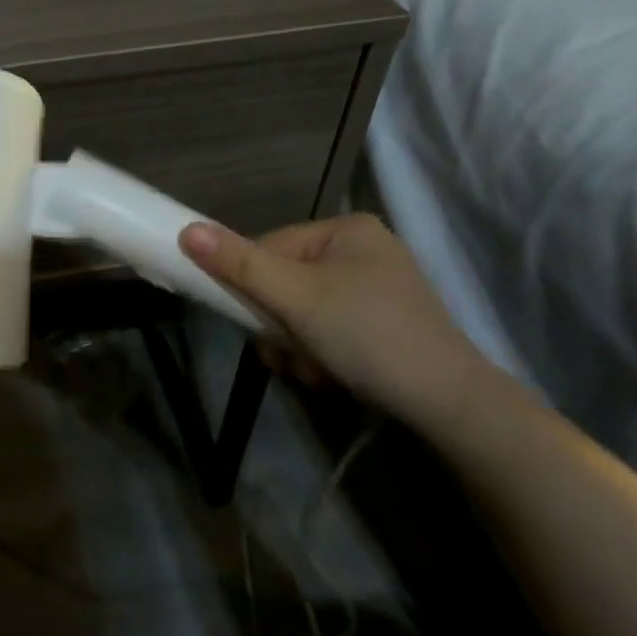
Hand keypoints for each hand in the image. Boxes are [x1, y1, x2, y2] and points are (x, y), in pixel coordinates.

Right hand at [179, 213, 494, 432]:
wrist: (450, 405)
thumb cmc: (368, 335)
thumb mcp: (297, 298)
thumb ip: (240, 265)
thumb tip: (186, 230)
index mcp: (346, 230)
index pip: (270, 248)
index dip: (253, 288)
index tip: (257, 325)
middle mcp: (362, 251)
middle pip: (285, 283)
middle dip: (279, 326)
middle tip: (290, 355)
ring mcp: (375, 289)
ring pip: (302, 312)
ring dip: (296, 346)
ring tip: (315, 371)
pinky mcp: (383, 325)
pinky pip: (328, 330)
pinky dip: (320, 354)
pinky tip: (332, 376)